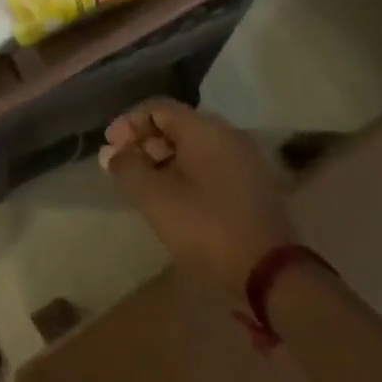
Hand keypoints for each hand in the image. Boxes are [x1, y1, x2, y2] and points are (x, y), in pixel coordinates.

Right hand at [100, 100, 293, 304]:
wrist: (271, 273)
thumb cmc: (206, 227)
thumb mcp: (156, 198)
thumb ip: (128, 169)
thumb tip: (111, 153)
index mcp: (204, 128)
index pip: (158, 108)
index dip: (129, 124)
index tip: (110, 149)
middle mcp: (226, 134)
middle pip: (177, 125)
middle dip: (145, 142)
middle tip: (124, 167)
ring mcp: (244, 159)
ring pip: (194, 146)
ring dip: (164, 159)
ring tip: (144, 185)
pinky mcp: (253, 185)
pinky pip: (210, 164)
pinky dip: (186, 172)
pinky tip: (173, 197)